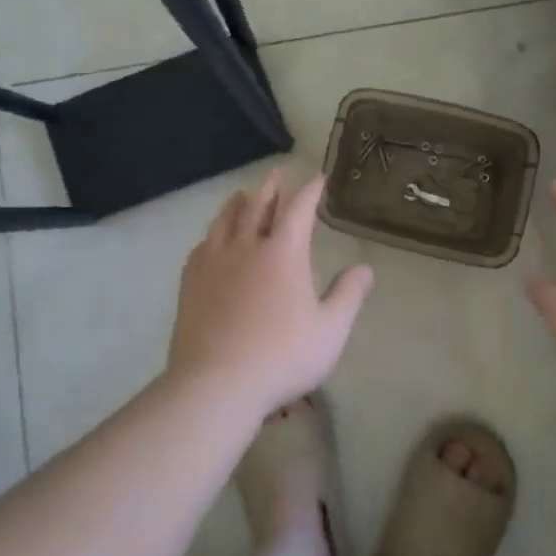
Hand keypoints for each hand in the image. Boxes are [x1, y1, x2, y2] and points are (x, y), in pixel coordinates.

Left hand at [164, 169, 375, 416]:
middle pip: (257, 205)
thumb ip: (348, 295)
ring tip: (240, 195)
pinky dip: (211, 235)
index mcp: (283, 253)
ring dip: (236, 204)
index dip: (310, 191)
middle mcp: (246, 247)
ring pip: (224, 221)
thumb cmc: (282, 357)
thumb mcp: (330, 330)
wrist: (216, 383)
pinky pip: (201, 246)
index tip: (318, 178)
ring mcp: (213, 262)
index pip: (299, 209)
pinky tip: (210, 240)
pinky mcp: (190, 282)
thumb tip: (365, 268)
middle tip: (277, 173)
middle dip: (270, 187)